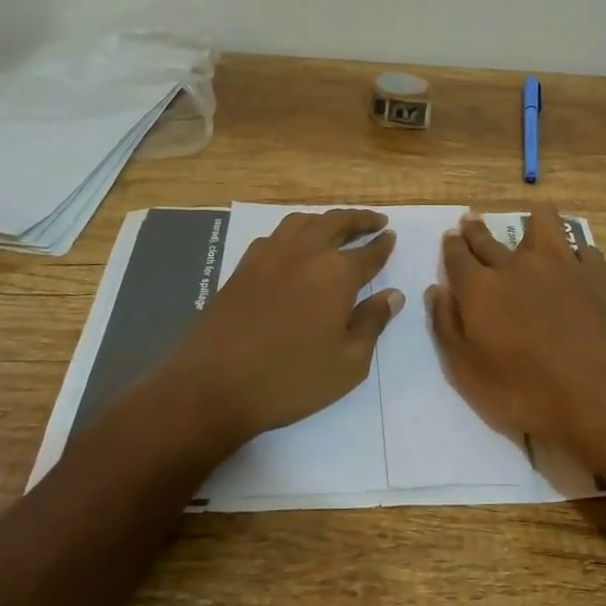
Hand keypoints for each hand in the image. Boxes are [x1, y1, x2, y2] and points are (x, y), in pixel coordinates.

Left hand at [159, 208, 401, 452]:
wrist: (213, 385)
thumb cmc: (290, 380)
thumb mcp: (348, 363)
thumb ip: (372, 323)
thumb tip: (393, 295)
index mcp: (336, 273)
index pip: (368, 251)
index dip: (383, 244)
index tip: (391, 236)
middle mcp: (305, 252)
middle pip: (337, 223)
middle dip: (360, 219)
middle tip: (375, 221)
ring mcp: (269, 255)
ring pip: (303, 221)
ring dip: (326, 219)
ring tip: (337, 227)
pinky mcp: (243, 266)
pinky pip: (275, 235)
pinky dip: (294, 231)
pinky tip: (294, 246)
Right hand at [426, 208, 605, 476]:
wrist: (603, 397)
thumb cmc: (526, 393)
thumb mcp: (467, 372)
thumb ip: (447, 326)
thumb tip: (437, 290)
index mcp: (480, 288)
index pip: (457, 256)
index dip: (451, 245)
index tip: (450, 236)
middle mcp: (516, 266)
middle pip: (490, 239)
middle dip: (476, 229)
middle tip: (471, 220)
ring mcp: (561, 265)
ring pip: (543, 224)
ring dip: (532, 220)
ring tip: (531, 219)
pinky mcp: (597, 275)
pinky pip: (583, 249)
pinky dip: (575, 251)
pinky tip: (576, 259)